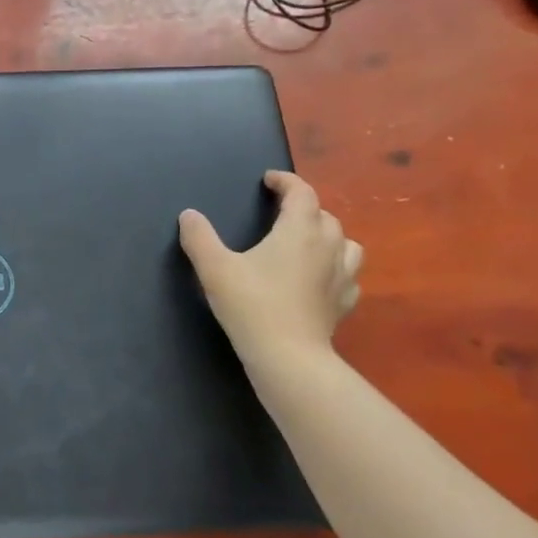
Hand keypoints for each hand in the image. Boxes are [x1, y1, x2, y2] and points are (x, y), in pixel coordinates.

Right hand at [179, 171, 361, 363]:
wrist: (288, 357)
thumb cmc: (251, 305)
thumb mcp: (214, 268)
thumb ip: (199, 237)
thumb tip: (189, 215)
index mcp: (300, 230)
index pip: (301, 192)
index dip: (286, 181)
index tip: (269, 180)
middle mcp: (328, 246)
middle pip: (324, 215)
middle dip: (303, 207)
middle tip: (279, 213)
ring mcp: (342, 276)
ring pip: (345, 242)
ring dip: (327, 235)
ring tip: (306, 242)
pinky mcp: (345, 302)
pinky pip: (348, 274)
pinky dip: (336, 268)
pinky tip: (319, 278)